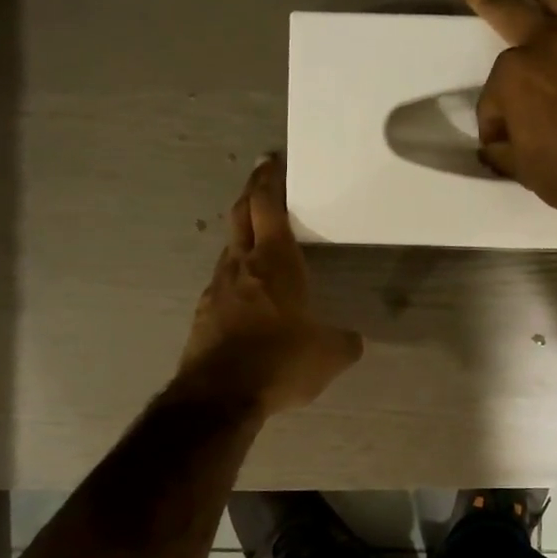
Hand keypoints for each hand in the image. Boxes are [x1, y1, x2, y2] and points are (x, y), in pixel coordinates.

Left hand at [178, 156, 363, 414]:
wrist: (219, 396)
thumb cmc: (280, 361)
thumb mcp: (328, 355)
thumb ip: (344, 341)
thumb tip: (353, 340)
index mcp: (275, 261)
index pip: (267, 205)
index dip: (268, 180)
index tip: (270, 161)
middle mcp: (242, 265)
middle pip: (240, 216)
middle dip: (251, 195)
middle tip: (261, 183)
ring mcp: (217, 288)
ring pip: (229, 250)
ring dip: (242, 238)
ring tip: (258, 243)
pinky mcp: (203, 314)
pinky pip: (222, 284)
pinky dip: (235, 277)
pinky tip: (246, 296)